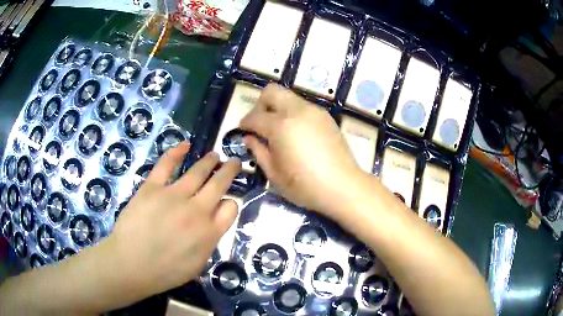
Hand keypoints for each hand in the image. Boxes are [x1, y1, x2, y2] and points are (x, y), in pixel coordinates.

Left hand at [104, 142, 240, 300]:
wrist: (131, 265)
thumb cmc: (165, 271)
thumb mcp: (198, 264)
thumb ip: (210, 240)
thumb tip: (215, 219)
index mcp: (210, 232)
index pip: (231, 207)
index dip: (230, 201)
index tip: (225, 201)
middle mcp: (196, 210)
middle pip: (219, 183)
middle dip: (229, 170)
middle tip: (234, 161)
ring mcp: (174, 196)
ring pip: (198, 171)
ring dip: (209, 161)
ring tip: (214, 155)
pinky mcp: (152, 187)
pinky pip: (167, 164)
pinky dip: (177, 152)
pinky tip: (185, 145)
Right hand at [240, 84, 363, 215]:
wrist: (343, 186)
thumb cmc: (305, 185)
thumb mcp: (274, 174)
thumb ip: (258, 151)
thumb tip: (249, 138)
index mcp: (281, 125)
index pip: (255, 116)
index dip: (245, 123)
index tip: (242, 131)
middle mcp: (297, 111)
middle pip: (272, 91)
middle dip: (260, 105)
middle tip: (260, 125)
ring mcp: (314, 111)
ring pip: (289, 97)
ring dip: (278, 108)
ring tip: (279, 132)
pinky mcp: (326, 117)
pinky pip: (303, 106)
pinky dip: (293, 113)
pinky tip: (296, 134)